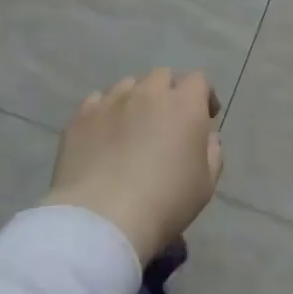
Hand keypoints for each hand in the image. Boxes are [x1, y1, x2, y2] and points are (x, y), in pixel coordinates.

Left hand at [43, 69, 222, 262]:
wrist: (104, 217)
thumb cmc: (165, 202)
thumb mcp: (206, 184)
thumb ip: (212, 152)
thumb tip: (206, 136)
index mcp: (184, 106)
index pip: (198, 80)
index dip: (203, 96)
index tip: (205, 116)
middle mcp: (148, 93)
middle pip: (162, 76)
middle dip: (169, 92)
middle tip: (167, 120)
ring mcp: (111, 101)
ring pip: (128, 85)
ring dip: (136, 98)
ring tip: (132, 125)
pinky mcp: (81, 116)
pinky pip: (97, 101)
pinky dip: (106, 111)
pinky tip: (104, 133)